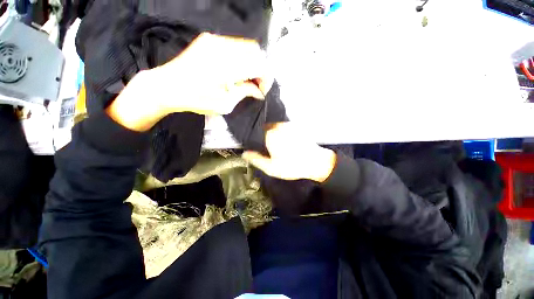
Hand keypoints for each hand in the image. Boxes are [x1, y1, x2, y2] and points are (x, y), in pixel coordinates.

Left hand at [106, 33, 272, 130]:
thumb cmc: (197, 99)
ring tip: (246, 78)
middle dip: (260, 69)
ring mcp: (215, 40)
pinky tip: (236, 69)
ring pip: (247, 46)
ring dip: (251, 62)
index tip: (261, 90)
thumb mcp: (225, 103)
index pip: (260, 65)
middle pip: (256, 51)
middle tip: (255, 84)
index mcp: (228, 66)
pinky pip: (235, 44)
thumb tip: (259, 91)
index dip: (266, 78)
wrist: (167, 86)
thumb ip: (245, 92)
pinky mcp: (210, 39)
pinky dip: (241, 57)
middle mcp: (223, 47)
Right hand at [242, 123, 336, 182]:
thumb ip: (256, 160)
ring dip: (272, 133)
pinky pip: (283, 127)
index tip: (256, 144)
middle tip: (266, 146)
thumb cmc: (291, 166)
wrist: (315, 162)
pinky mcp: (295, 127)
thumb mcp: (271, 168)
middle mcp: (278, 126)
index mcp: (270, 135)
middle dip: (263, 135)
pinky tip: (284, 141)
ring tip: (275, 144)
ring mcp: (288, 125)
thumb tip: (244, 153)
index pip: (256, 131)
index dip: (255, 137)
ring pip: (274, 126)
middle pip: (265, 127)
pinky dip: (280, 132)